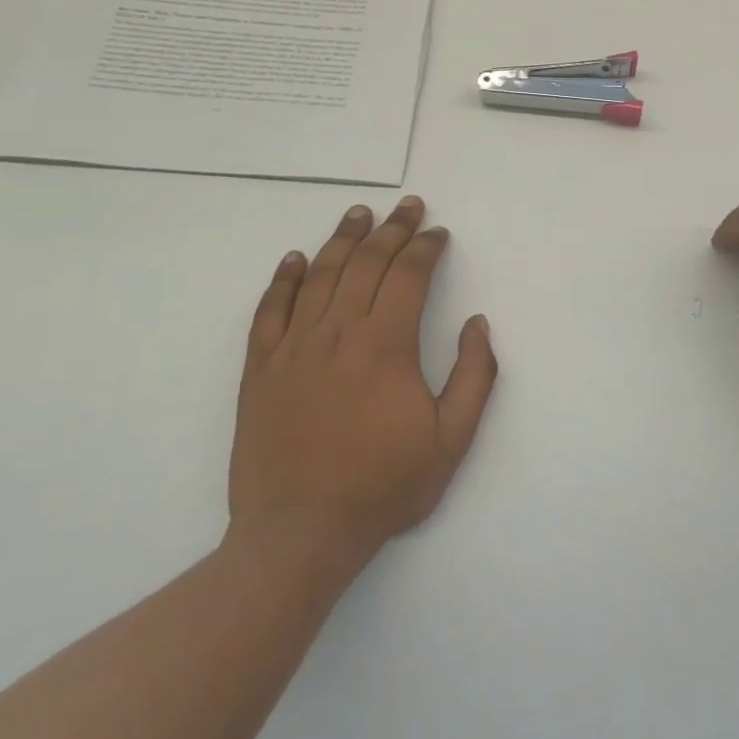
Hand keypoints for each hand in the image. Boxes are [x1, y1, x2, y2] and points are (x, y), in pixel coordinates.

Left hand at [231, 196, 496, 564]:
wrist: (300, 532)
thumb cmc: (384, 486)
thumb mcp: (452, 440)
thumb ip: (475, 377)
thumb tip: (478, 325)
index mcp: (386, 346)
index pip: (408, 276)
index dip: (426, 248)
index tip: (439, 233)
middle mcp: (337, 334)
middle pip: (365, 264)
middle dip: (392, 230)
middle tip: (408, 206)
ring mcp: (293, 348)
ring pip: (320, 276)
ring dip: (343, 239)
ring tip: (359, 213)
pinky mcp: (260, 369)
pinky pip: (270, 311)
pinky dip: (284, 279)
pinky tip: (296, 259)